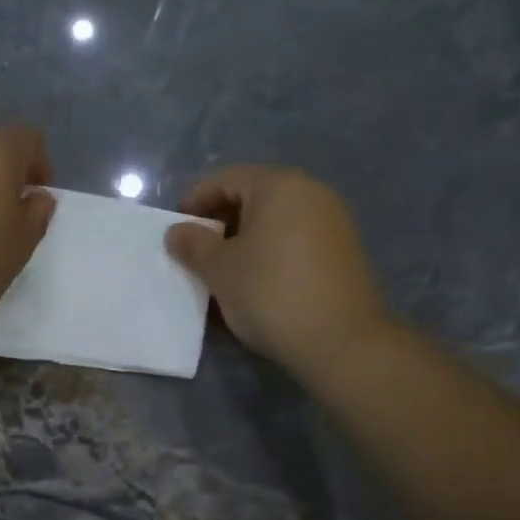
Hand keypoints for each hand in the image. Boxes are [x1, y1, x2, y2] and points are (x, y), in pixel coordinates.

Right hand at [165, 166, 392, 376]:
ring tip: (224, 273)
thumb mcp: (219, 270)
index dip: (195, 201)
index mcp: (279, 186)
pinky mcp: (343, 252)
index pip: (226, 178)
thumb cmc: (269, 293)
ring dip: (245, 241)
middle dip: (220, 222)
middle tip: (197, 253)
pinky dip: (270, 254)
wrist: (340, 341)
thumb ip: (193, 245)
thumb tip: (176, 232)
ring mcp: (333, 222)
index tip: (176, 232)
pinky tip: (257, 284)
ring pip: (275, 221)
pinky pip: (295, 241)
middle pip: (254, 197)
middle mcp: (311, 192)